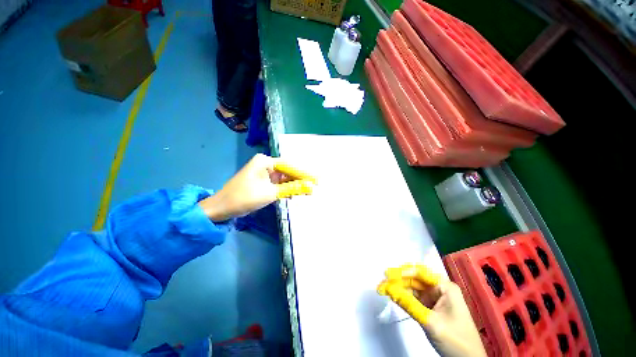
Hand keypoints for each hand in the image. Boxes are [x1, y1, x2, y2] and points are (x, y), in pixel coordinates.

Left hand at [199, 154, 316, 221]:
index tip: (316, 180)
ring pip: (284, 178)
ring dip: (295, 184)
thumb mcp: (270, 193)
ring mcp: (264, 173)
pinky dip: (287, 188)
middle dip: (300, 179)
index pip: (290, 166)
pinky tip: (296, 193)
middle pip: (288, 171)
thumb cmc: (244, 197)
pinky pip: (279, 183)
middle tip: (314, 186)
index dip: (304, 173)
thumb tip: (310, 187)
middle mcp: (266, 164)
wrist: (222, 208)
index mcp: (265, 161)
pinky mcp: (263, 182)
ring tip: (309, 191)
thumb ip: (291, 188)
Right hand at [378, 264, 486, 356]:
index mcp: (445, 287)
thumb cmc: (455, 340)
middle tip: (382, 283)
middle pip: (415, 280)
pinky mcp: (432, 308)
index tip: (387, 273)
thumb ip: (409, 304)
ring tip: (384, 289)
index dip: (402, 272)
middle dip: (398, 281)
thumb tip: (388, 289)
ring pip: (414, 289)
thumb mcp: (431, 322)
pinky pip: (416, 299)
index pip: (420, 273)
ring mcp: (436, 299)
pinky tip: (394, 296)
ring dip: (399, 289)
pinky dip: (405, 298)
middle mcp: (440, 289)